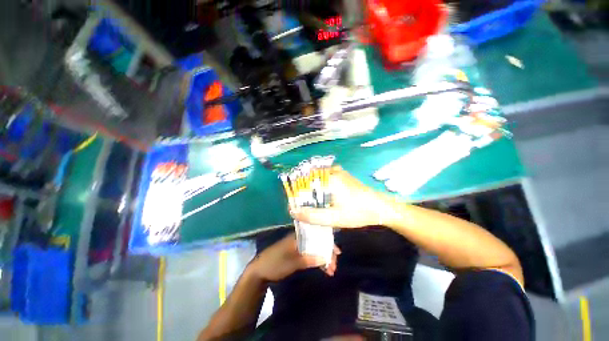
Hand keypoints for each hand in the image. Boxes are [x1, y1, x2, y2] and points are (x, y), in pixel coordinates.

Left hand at [249, 233, 340, 281]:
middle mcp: (300, 238)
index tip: (336, 253)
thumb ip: (308, 259)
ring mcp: (298, 245)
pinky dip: (317, 260)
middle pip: (317, 242)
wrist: (259, 271)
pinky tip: (323, 268)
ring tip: (331, 270)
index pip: (317, 235)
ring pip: (315, 248)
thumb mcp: (292, 262)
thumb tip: (325, 258)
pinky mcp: (297, 252)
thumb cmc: (275, 263)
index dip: (328, 243)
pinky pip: (310, 253)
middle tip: (334, 266)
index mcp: (298, 235)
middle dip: (327, 253)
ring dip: (323, 258)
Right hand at [290, 166, 396, 227]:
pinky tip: (325, 196)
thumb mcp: (334, 218)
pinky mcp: (342, 174)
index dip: (297, 194)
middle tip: (307, 207)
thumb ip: (312, 215)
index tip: (297, 207)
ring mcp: (337, 171)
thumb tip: (293, 211)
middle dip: (305, 193)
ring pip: (316, 178)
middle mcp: (331, 171)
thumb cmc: (357, 212)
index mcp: (328, 179)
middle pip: (309, 180)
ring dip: (313, 189)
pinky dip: (320, 185)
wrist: (380, 207)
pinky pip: (325, 177)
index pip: (303, 183)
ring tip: (315, 203)